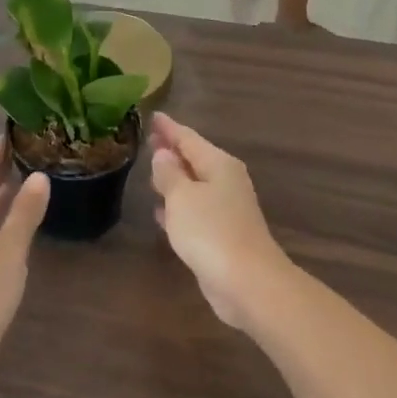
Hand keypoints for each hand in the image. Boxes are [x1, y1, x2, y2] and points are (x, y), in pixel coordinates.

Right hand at [150, 114, 289, 334]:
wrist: (247, 282)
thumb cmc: (211, 231)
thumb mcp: (182, 196)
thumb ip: (169, 173)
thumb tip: (163, 154)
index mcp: (219, 165)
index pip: (188, 138)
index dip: (168, 128)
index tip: (152, 116)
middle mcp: (225, 182)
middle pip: (194, 159)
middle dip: (172, 151)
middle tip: (149, 140)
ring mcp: (225, 209)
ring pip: (193, 186)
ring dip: (173, 179)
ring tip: (150, 173)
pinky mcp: (221, 235)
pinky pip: (194, 211)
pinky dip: (177, 207)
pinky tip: (160, 212)